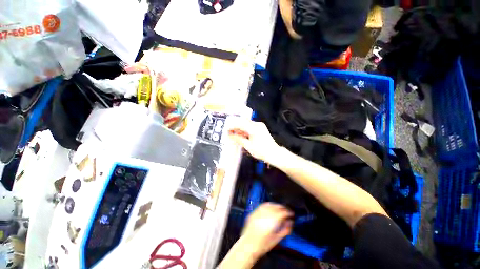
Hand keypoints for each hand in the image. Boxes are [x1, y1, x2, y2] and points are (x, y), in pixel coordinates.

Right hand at [228, 120, 280, 162]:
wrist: (274, 153)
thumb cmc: (262, 151)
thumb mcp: (248, 146)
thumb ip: (239, 139)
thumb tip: (231, 136)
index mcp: (254, 128)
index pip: (240, 124)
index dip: (232, 126)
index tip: (226, 129)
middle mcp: (257, 125)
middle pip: (243, 123)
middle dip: (235, 127)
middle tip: (229, 131)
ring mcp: (260, 126)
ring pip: (247, 125)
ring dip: (240, 129)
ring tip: (233, 134)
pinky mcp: (261, 128)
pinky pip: (250, 127)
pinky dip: (245, 130)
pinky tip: (241, 134)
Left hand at [241, 203, 293, 257]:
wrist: (248, 245)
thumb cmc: (263, 245)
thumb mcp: (276, 239)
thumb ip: (284, 230)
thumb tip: (290, 223)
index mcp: (272, 222)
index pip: (282, 213)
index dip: (288, 212)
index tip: (291, 214)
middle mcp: (265, 215)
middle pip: (276, 207)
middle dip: (282, 208)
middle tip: (286, 211)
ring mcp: (258, 212)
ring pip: (269, 204)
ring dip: (276, 205)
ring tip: (279, 208)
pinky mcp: (254, 212)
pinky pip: (262, 205)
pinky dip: (268, 205)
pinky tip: (270, 206)